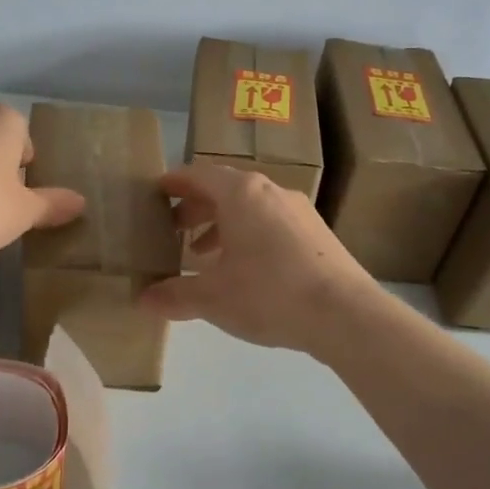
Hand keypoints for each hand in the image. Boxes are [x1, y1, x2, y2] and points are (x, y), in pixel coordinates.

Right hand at [138, 163, 375, 354]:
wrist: (346, 314)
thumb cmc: (269, 294)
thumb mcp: (212, 298)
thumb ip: (175, 295)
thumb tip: (143, 300)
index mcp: (241, 194)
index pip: (198, 174)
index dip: (174, 182)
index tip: (157, 192)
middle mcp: (271, 191)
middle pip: (225, 188)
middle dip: (196, 208)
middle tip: (174, 229)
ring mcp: (299, 210)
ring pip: (251, 207)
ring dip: (223, 224)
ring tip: (205, 255)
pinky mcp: (319, 233)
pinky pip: (273, 222)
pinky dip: (250, 235)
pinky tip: (246, 269)